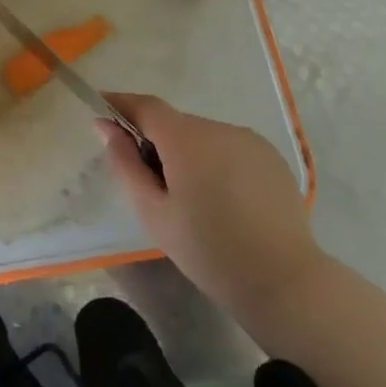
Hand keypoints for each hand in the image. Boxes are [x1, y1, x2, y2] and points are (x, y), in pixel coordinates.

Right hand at [100, 93, 322, 319]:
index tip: (102, 112)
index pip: (145, 106)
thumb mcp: (154, 213)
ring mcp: (248, 140)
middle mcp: (217, 127)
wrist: (283, 282)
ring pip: (204, 138)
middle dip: (158, 143)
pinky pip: (230, 149)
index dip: (121, 104)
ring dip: (190, 155)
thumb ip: (126, 164)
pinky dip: (217, 164)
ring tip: (194, 201)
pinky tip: (226, 203)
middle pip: (175, 125)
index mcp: (186, 138)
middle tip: (152, 185)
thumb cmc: (208, 251)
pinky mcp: (271, 157)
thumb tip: (106, 126)